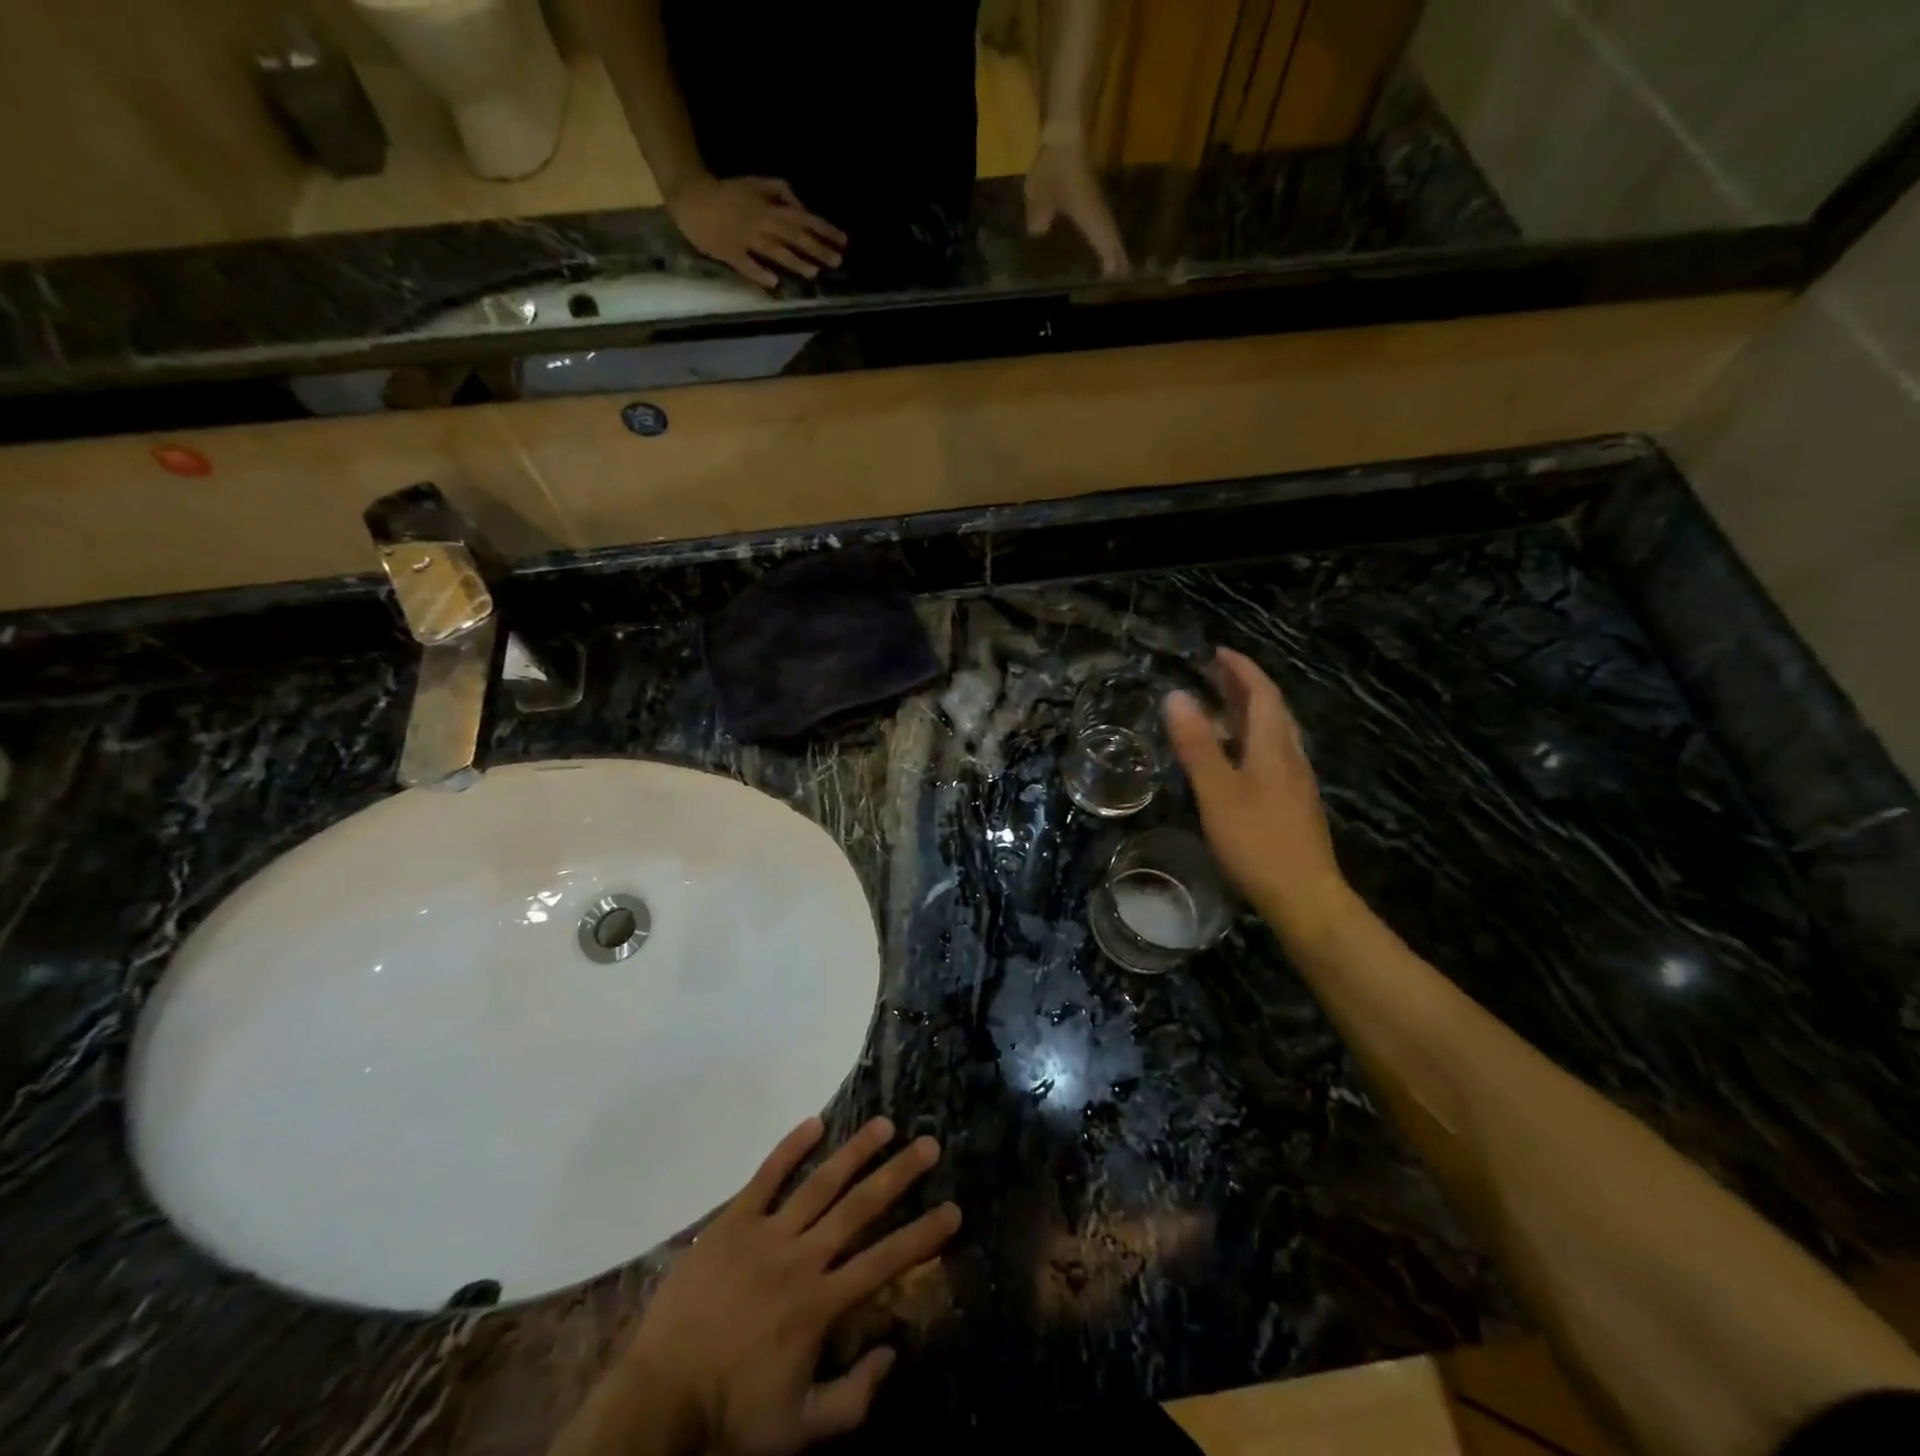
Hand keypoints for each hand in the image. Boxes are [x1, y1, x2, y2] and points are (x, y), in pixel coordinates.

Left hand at [621, 1117, 959, 1455]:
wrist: (659, 1403)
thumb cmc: (731, 1418)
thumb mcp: (800, 1430)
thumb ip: (853, 1396)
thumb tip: (893, 1352)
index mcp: (821, 1305)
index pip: (885, 1261)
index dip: (923, 1235)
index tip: (954, 1209)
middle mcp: (802, 1259)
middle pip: (859, 1208)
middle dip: (898, 1175)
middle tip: (928, 1144)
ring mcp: (766, 1235)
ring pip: (820, 1183)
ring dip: (855, 1151)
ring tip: (884, 1123)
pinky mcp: (732, 1222)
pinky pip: (766, 1177)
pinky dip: (790, 1148)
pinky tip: (815, 1122)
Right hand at [667, 175, 846, 288]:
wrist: (691, 196)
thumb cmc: (728, 193)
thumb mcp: (755, 183)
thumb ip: (779, 191)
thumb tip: (801, 206)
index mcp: (768, 207)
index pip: (803, 219)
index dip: (824, 229)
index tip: (844, 241)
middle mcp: (761, 223)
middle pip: (793, 236)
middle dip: (816, 248)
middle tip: (837, 261)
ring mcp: (745, 239)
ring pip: (773, 250)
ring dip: (793, 261)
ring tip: (813, 272)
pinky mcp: (729, 252)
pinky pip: (746, 264)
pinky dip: (759, 272)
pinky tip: (774, 282)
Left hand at [1024, 142, 1127, 277]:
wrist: (1063, 136)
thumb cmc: (1052, 169)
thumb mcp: (1039, 196)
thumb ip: (1039, 216)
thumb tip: (1038, 232)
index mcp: (1087, 215)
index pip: (1103, 241)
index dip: (1109, 258)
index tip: (1114, 276)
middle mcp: (1097, 211)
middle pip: (1111, 237)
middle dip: (1117, 256)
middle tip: (1123, 276)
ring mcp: (1096, 202)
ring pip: (1109, 229)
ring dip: (1115, 246)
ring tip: (1119, 264)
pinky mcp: (1092, 195)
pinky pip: (1102, 220)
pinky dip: (1106, 234)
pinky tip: (1103, 241)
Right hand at [1165, 647, 1349, 941]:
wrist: (1304, 897)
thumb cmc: (1257, 841)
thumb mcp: (1217, 791)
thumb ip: (1197, 744)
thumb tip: (1177, 695)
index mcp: (1274, 747)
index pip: (1262, 693)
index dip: (1241, 668)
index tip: (1217, 651)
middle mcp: (1290, 757)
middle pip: (1271, 710)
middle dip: (1243, 686)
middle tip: (1212, 674)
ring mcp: (1295, 782)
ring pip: (1273, 734)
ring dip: (1246, 714)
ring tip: (1217, 710)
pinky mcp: (1292, 805)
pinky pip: (1271, 757)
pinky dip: (1249, 741)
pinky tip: (1233, 759)